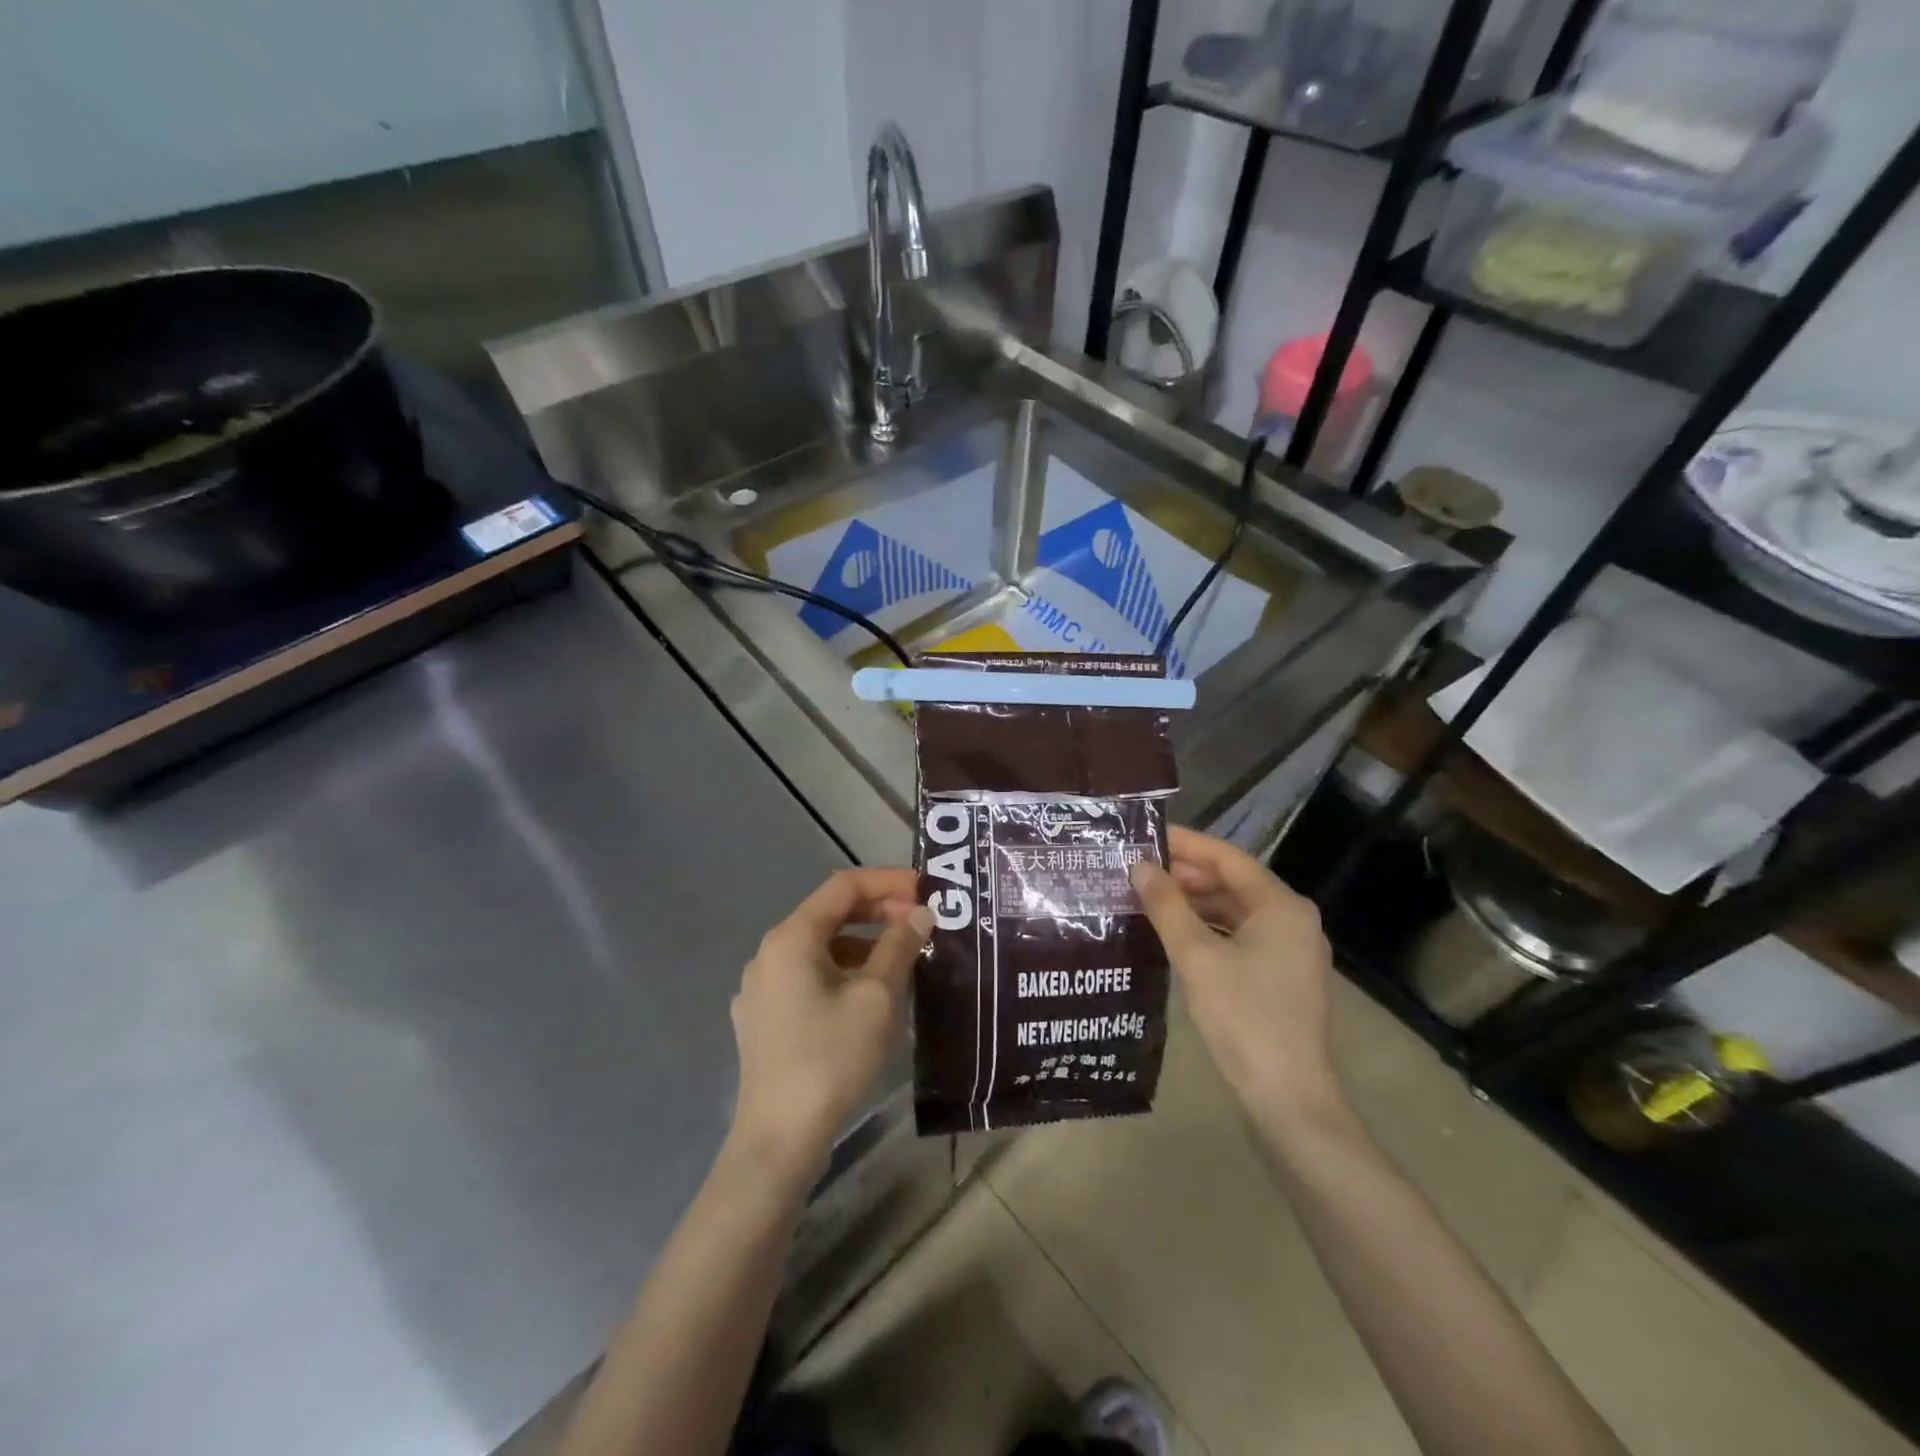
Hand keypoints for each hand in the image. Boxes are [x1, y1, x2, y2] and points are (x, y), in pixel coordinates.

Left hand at [730, 868, 931, 1181]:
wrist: (779, 1138)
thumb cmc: (832, 1058)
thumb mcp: (878, 997)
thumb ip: (899, 946)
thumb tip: (920, 913)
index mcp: (792, 938)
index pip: (844, 886)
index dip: (888, 881)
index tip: (927, 889)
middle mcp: (769, 953)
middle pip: (829, 914)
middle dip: (878, 912)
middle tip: (921, 923)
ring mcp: (761, 987)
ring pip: (820, 948)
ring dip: (862, 944)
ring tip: (902, 959)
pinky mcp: (763, 1018)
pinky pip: (808, 977)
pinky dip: (842, 972)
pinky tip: (867, 996)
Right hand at [1131, 827, 1341, 1127]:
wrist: (1288, 1098)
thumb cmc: (1244, 1018)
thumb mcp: (1196, 956)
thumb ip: (1166, 905)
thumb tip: (1138, 865)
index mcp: (1281, 905)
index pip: (1227, 857)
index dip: (1184, 843)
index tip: (1144, 836)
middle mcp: (1292, 919)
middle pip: (1233, 882)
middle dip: (1185, 873)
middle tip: (1138, 868)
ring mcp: (1290, 949)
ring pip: (1235, 910)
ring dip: (1194, 902)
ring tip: (1148, 897)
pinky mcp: (1281, 976)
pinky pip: (1240, 935)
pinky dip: (1207, 928)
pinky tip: (1174, 932)